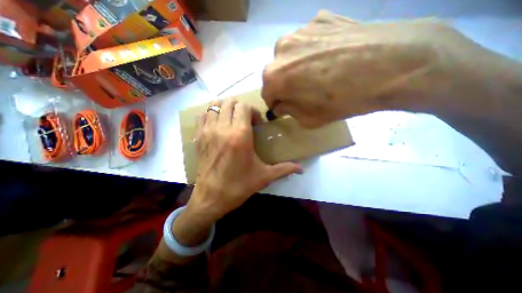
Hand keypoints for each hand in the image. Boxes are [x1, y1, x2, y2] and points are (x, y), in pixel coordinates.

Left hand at [186, 99, 301, 222]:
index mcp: (240, 135)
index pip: (244, 107)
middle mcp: (222, 129)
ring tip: (232, 120)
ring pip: (214, 105)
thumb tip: (301, 169)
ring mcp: (207, 131)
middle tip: (245, 120)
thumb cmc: (239, 186)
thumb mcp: (264, 177)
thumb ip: (284, 169)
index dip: (253, 111)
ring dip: (225, 108)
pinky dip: (211, 114)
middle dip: (240, 107)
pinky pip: (202, 115)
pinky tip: (218, 125)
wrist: (211, 198)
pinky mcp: (198, 137)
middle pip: (230, 102)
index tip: (256, 124)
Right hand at [266, 11, 494, 126]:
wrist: (392, 64)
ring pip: (290, 56)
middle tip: (303, 91)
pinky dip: (312, 52)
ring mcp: (300, 30)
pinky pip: (307, 42)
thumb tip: (280, 105)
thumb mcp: (310, 118)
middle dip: (285, 84)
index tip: (286, 106)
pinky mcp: (320, 18)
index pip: (267, 93)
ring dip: (297, 67)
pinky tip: (330, 58)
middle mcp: (281, 50)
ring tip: (319, 74)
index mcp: (275, 76)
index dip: (276, 102)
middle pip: (276, 73)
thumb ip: (289, 111)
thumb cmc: (343, 100)